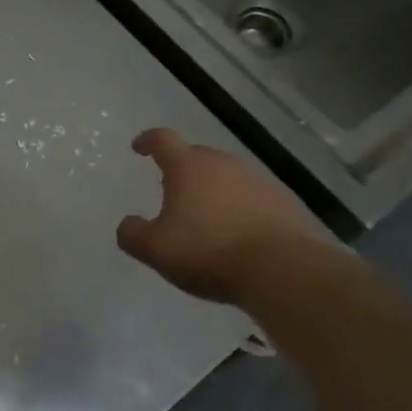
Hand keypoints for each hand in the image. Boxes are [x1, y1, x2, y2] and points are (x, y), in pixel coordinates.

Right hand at [116, 128, 343, 305]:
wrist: (284, 270)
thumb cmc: (210, 251)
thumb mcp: (156, 250)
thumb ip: (133, 234)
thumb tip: (127, 224)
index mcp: (188, 166)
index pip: (163, 140)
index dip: (148, 141)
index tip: (139, 148)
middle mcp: (223, 163)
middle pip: (197, 156)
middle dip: (182, 170)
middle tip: (172, 193)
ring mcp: (257, 180)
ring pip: (226, 176)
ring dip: (213, 190)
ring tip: (207, 218)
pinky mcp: (284, 202)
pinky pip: (252, 197)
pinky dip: (240, 208)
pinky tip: (239, 235)